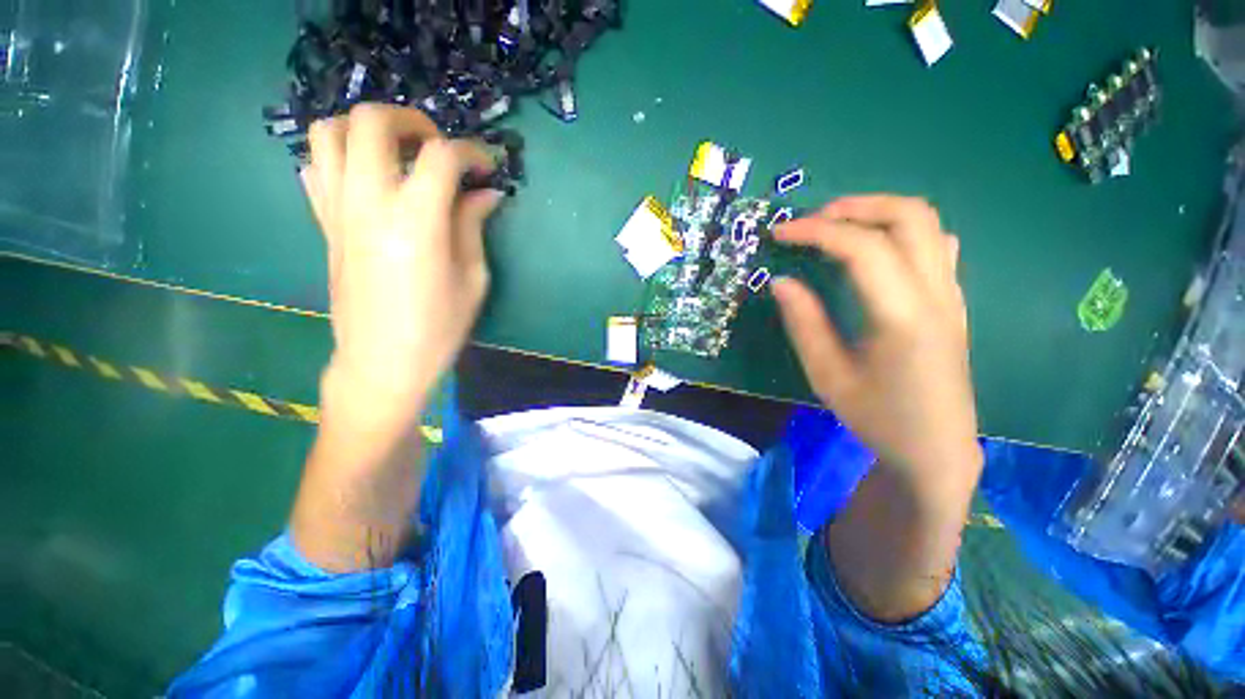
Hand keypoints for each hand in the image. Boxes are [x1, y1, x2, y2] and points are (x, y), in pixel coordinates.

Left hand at [303, 104, 502, 419]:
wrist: (381, 362)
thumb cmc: (438, 328)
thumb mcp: (472, 279)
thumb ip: (473, 226)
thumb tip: (486, 193)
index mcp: (414, 222)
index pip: (440, 156)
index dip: (471, 151)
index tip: (487, 167)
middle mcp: (367, 203)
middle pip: (371, 121)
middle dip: (412, 121)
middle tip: (438, 148)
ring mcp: (336, 211)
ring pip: (329, 132)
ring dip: (368, 131)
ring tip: (400, 155)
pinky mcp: (323, 224)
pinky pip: (316, 167)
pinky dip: (342, 157)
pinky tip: (370, 181)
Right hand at [773, 195, 981, 620]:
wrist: (936, 449)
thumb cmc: (877, 417)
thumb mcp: (827, 375)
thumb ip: (804, 323)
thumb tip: (781, 281)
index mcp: (902, 316)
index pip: (862, 247)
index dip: (816, 231)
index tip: (780, 233)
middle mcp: (936, 294)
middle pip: (909, 215)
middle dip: (855, 207)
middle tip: (811, 221)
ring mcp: (951, 294)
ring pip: (927, 223)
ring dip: (878, 213)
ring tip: (836, 229)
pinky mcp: (952, 301)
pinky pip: (934, 245)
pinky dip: (900, 231)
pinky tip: (873, 252)